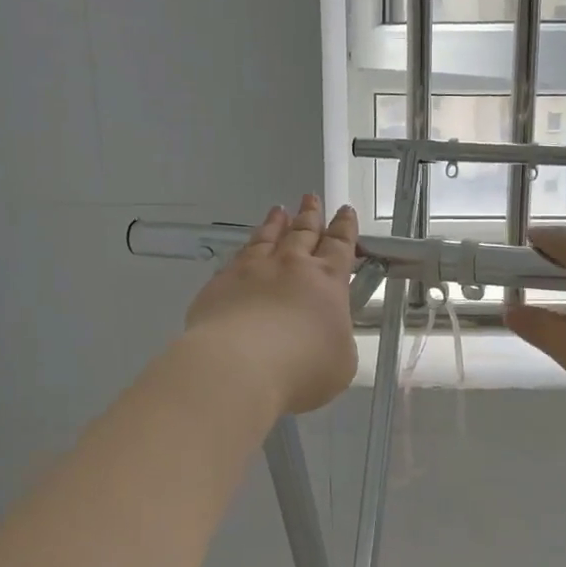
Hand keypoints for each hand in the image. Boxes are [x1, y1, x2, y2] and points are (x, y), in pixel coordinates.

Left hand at [184, 195, 359, 416]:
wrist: (238, 366)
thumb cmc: (301, 368)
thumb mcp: (341, 361)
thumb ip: (337, 339)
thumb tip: (327, 333)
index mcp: (327, 282)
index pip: (340, 246)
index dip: (344, 228)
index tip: (345, 211)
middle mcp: (291, 267)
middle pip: (303, 233)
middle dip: (310, 215)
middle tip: (311, 197)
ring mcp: (252, 271)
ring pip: (267, 238)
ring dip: (276, 223)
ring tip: (278, 210)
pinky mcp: (220, 284)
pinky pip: (237, 258)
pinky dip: (246, 248)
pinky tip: (245, 248)